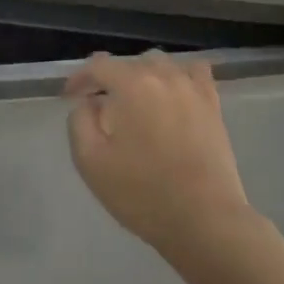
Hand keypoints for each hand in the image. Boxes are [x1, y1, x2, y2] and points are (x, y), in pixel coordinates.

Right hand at [64, 51, 252, 255]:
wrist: (204, 219)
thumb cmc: (142, 193)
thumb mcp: (90, 161)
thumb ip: (80, 121)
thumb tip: (89, 102)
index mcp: (132, 85)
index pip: (99, 66)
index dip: (80, 78)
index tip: (69, 96)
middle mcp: (163, 76)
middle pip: (130, 63)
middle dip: (110, 79)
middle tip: (99, 104)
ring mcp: (193, 88)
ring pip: (162, 64)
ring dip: (142, 75)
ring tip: (134, 101)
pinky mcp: (213, 105)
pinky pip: (195, 73)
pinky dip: (179, 76)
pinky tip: (173, 93)